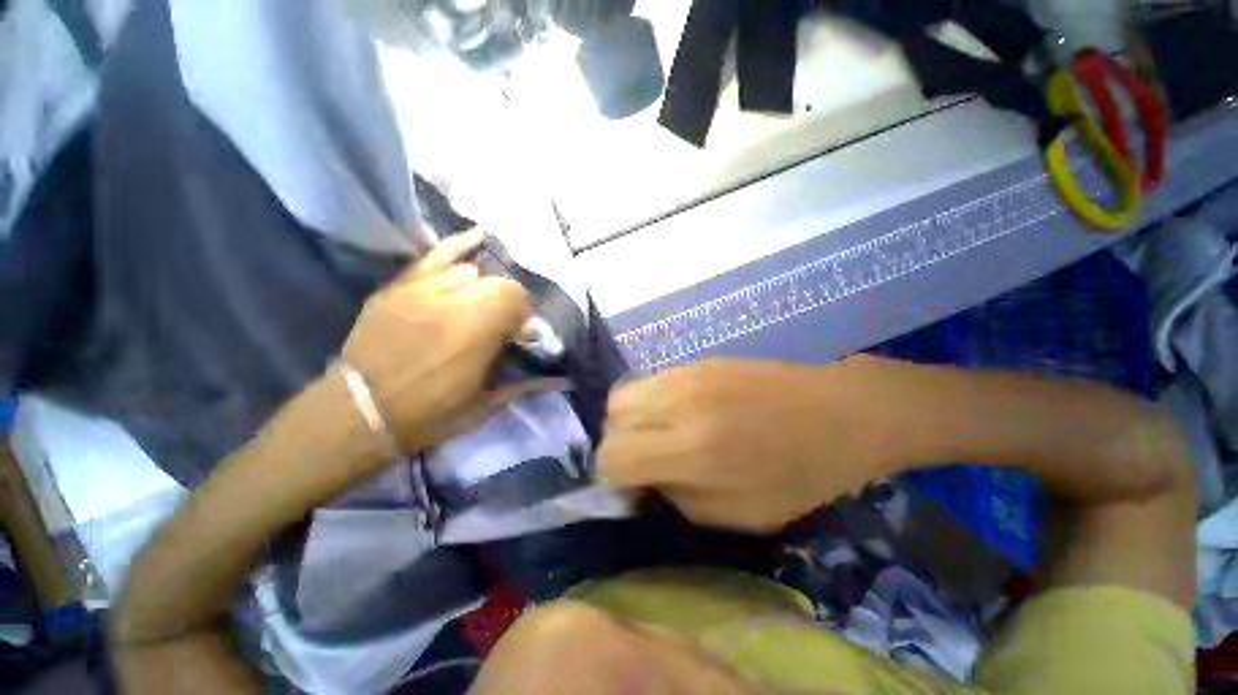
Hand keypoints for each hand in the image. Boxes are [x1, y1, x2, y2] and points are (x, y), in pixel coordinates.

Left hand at [340, 229, 540, 451]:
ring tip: (481, 302)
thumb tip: (558, 378)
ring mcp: (423, 290)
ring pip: (472, 271)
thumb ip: (523, 384)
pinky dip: (459, 245)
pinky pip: (434, 256)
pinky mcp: (400, 287)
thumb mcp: (483, 407)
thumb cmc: (429, 415)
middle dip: (508, 302)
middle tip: (502, 323)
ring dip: (485, 287)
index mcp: (477, 333)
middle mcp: (454, 304)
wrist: (358, 412)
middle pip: (499, 284)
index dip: (523, 317)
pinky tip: (480, 236)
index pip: (516, 303)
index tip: (519, 336)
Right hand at [597, 357, 905, 532]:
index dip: (613, 476)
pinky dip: (651, 402)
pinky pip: (651, 381)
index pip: (613, 456)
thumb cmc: (801, 474)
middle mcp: (679, 402)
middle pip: (611, 416)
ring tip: (659, 435)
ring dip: (631, 420)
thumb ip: (677, 498)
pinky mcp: (698, 362)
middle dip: (618, 443)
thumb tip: (644, 480)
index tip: (635, 486)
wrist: (842, 412)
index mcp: (692, 449)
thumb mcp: (740, 514)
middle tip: (645, 460)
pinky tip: (680, 414)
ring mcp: (687, 373)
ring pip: (624, 393)